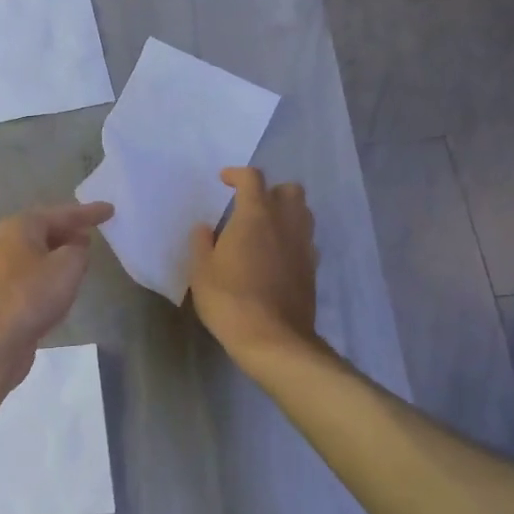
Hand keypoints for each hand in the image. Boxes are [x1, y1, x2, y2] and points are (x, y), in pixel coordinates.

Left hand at [0, 202, 113, 383]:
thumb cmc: (33, 295)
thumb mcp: (68, 265)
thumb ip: (80, 249)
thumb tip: (76, 249)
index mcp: (21, 226)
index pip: (62, 213)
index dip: (89, 212)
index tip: (111, 209)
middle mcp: (10, 241)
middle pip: (48, 228)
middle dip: (72, 229)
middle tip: (97, 229)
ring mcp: (6, 267)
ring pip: (42, 251)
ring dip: (63, 251)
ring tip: (86, 252)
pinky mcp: (8, 291)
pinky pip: (38, 271)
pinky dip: (54, 270)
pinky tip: (67, 281)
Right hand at [188, 168, 318, 369]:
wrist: (273, 339)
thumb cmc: (230, 300)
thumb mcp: (202, 272)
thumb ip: (202, 244)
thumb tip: (205, 228)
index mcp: (256, 216)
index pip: (252, 179)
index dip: (237, 174)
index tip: (224, 181)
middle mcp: (286, 223)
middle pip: (290, 190)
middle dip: (271, 191)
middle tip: (250, 207)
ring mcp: (304, 246)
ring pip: (303, 214)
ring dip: (286, 213)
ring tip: (265, 230)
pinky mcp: (312, 268)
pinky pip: (306, 241)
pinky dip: (292, 239)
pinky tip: (276, 256)